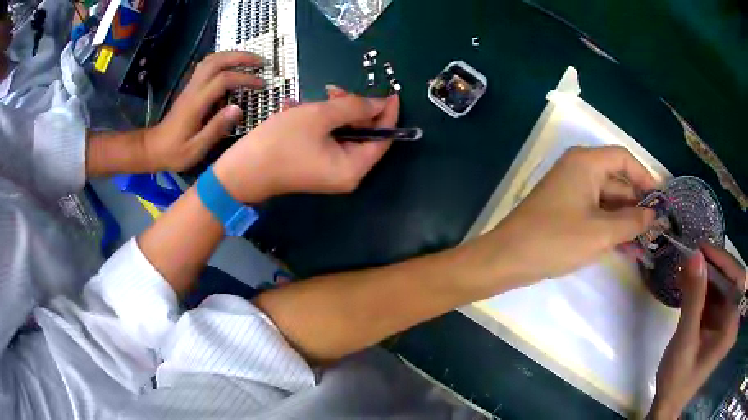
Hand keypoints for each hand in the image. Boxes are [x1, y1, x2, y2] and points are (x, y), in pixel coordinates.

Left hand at [142, 52, 263, 171]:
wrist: (152, 148)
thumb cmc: (174, 152)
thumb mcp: (196, 148)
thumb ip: (216, 128)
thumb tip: (239, 109)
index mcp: (196, 103)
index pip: (224, 80)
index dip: (245, 78)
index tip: (262, 84)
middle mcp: (193, 89)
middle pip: (217, 61)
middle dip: (241, 57)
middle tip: (260, 62)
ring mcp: (190, 86)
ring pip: (210, 60)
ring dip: (231, 56)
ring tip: (249, 61)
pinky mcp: (189, 88)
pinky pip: (206, 66)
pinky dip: (222, 61)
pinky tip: (231, 68)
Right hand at [214, 86, 398, 202]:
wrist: (240, 171)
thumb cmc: (280, 142)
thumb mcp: (319, 116)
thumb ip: (354, 107)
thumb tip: (379, 103)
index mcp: (354, 167)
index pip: (384, 138)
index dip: (388, 113)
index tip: (390, 91)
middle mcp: (347, 173)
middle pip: (362, 134)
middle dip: (350, 108)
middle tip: (333, 90)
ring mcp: (330, 170)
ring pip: (342, 133)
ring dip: (328, 112)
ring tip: (305, 101)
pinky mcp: (315, 165)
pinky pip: (326, 139)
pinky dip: (316, 122)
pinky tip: (296, 109)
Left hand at [484, 146, 657, 283]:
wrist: (509, 258)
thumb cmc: (557, 240)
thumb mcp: (602, 232)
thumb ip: (632, 221)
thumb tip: (653, 214)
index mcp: (586, 162)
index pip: (624, 159)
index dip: (645, 177)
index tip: (661, 200)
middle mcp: (579, 169)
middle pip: (617, 180)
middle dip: (637, 204)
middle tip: (656, 228)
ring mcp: (572, 189)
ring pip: (608, 199)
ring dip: (626, 219)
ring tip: (645, 241)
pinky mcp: (566, 209)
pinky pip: (596, 212)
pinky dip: (611, 225)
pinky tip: (626, 246)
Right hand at [649, 244, 742, 418]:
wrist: (669, 402)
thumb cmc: (678, 378)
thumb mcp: (685, 340)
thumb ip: (694, 299)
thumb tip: (695, 255)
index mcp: (731, 326)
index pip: (737, 280)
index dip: (724, 261)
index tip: (702, 249)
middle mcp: (733, 319)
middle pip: (731, 280)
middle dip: (713, 268)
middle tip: (693, 257)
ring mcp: (727, 321)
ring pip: (723, 286)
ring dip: (706, 276)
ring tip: (687, 269)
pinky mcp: (719, 322)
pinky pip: (716, 296)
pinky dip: (703, 288)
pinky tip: (689, 284)